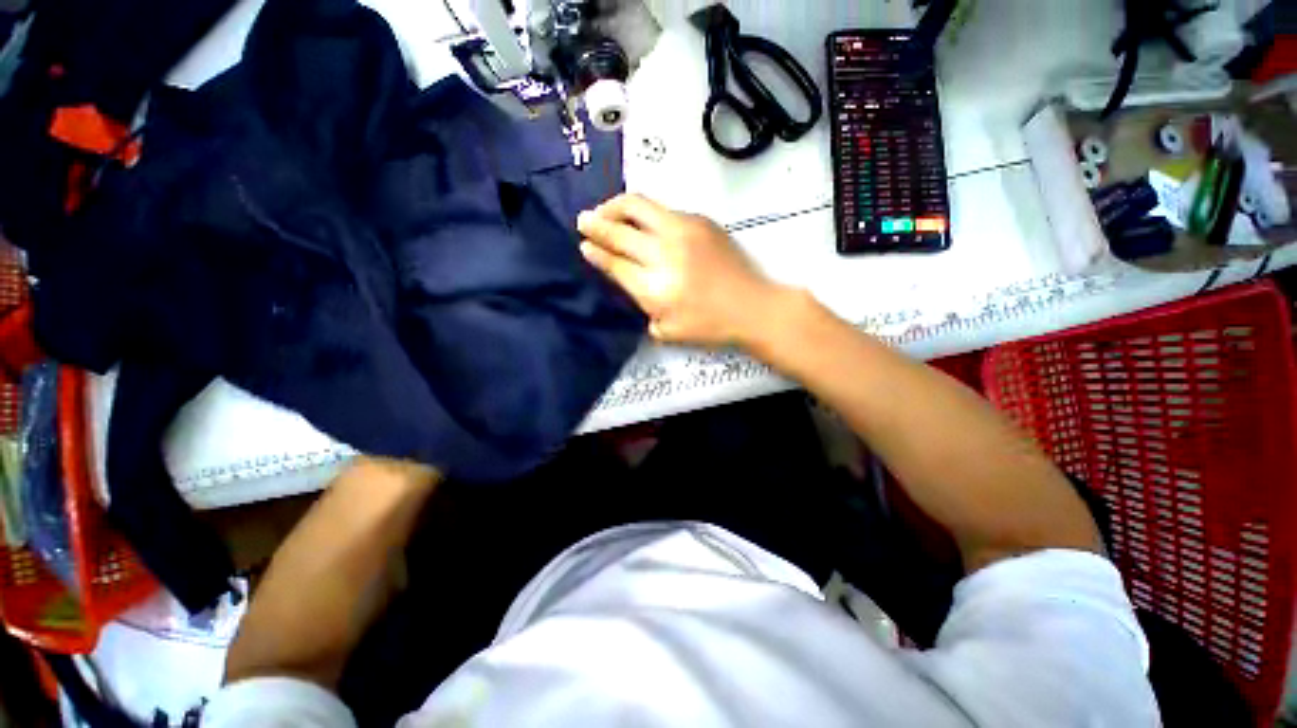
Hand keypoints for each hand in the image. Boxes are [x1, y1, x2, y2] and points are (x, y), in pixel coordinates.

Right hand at [577, 194, 785, 347]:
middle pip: (620, 232)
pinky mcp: (700, 220)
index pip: (615, 264)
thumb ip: (643, 307)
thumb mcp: (668, 331)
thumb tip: (629, 280)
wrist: (752, 306)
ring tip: (605, 211)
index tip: (583, 245)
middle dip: (595, 225)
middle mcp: (664, 254)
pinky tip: (640, 221)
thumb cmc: (710, 326)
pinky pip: (662, 209)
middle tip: (583, 220)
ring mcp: (683, 231)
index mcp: (655, 288)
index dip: (596, 253)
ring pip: (638, 206)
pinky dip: (644, 213)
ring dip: (614, 206)